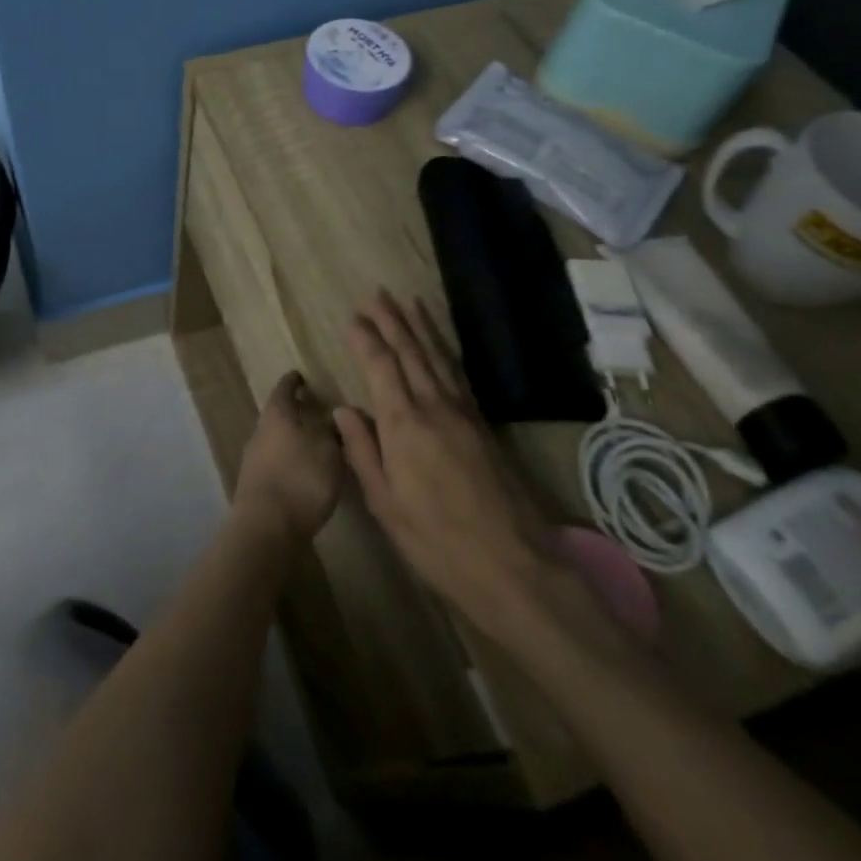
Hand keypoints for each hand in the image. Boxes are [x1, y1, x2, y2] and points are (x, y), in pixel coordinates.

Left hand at [233, 373, 344, 543]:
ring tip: (316, 446)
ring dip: (293, 441)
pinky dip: (289, 463)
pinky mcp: (255, 485)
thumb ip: (332, 431)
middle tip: (316, 413)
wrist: (266, 526)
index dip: (293, 381)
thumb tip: (332, 419)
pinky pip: (275, 464)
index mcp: (276, 414)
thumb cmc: (301, 478)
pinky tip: (304, 475)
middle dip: (295, 413)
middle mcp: (260, 431)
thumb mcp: (329, 450)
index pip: (284, 389)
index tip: (300, 376)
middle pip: (277, 415)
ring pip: (276, 440)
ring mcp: (253, 459)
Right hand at [335, 292, 564, 640]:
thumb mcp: (386, 504)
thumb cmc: (438, 541)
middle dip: (393, 321)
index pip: (381, 367)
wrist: (516, 567)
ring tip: (409, 302)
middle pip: (411, 352)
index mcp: (404, 424)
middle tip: (378, 293)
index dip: (366, 340)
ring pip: (438, 358)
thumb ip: (363, 452)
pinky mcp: (483, 426)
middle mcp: (434, 407)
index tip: (353, 317)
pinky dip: (446, 351)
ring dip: (422, 328)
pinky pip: (458, 375)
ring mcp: (463, 414)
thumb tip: (345, 410)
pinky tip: (441, 346)